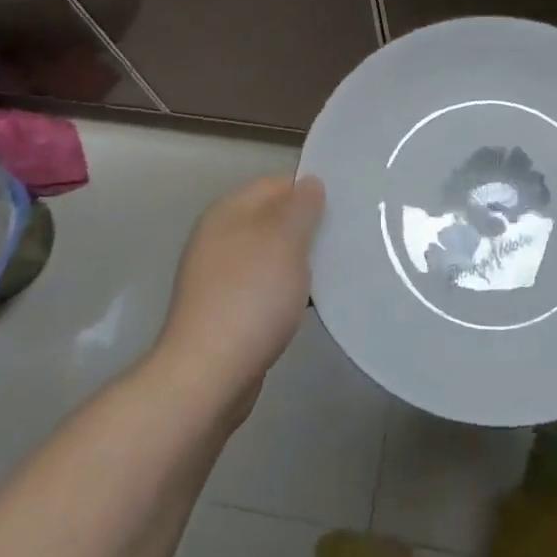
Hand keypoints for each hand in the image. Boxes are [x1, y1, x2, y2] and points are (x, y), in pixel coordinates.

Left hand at [155, 175, 325, 415]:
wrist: (209, 373)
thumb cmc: (251, 295)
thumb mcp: (285, 238)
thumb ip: (301, 205)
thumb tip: (310, 183)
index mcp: (228, 211)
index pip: (277, 183)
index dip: (311, 189)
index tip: (346, 204)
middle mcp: (220, 237)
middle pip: (274, 219)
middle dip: (309, 226)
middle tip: (347, 235)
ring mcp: (220, 276)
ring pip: (272, 254)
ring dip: (301, 260)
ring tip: (338, 268)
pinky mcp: (227, 310)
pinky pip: (266, 286)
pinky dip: (288, 290)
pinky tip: (312, 302)